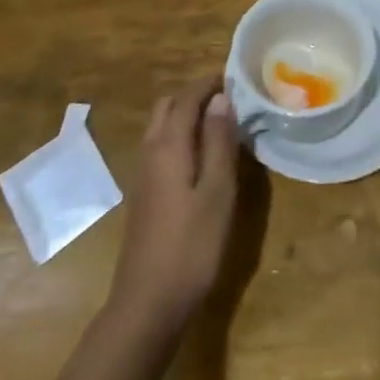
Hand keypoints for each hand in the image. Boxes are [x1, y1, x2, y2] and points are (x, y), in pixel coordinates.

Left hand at [106, 78, 238, 342]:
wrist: (147, 304)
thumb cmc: (191, 245)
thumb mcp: (217, 191)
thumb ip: (219, 142)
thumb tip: (221, 99)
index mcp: (168, 146)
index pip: (186, 98)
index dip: (209, 83)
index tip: (236, 75)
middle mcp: (150, 152)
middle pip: (167, 107)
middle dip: (195, 95)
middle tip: (229, 99)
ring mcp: (143, 175)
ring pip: (161, 127)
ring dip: (186, 115)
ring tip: (220, 123)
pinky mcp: (144, 195)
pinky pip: (161, 147)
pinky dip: (181, 136)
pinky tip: (202, 156)